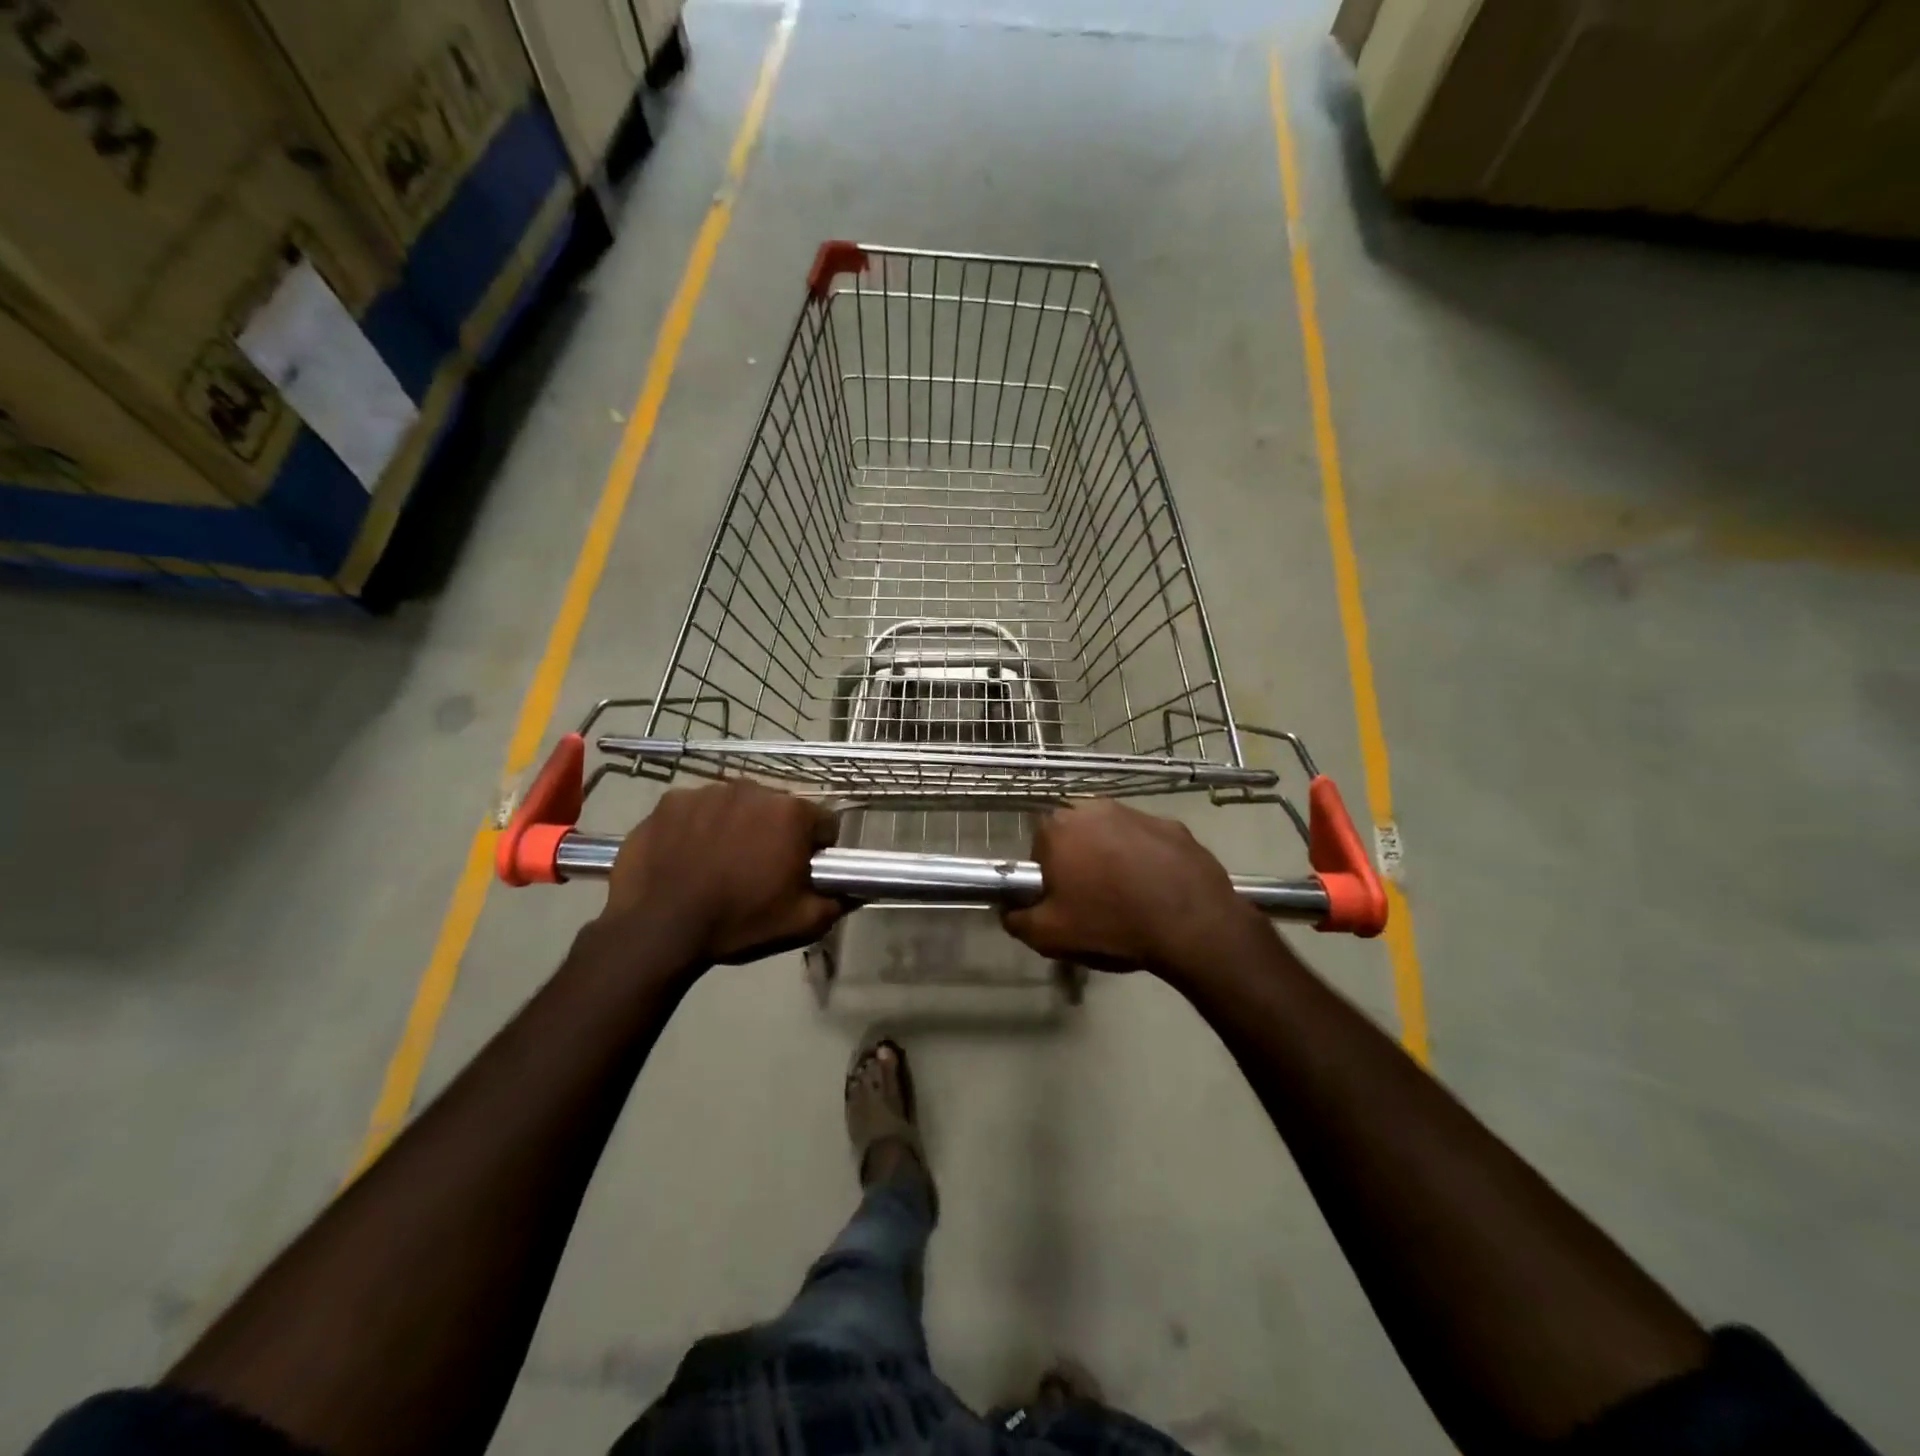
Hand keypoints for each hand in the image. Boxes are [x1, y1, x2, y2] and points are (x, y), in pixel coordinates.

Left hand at [602, 782, 843, 964]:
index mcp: (791, 813)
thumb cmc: (738, 923)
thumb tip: (856, 890)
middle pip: (777, 810)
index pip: (823, 823)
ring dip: (736, 827)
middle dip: (774, 834)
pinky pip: (695, 809)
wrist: (657, 929)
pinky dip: (696, 827)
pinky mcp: (669, 801)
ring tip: (717, 864)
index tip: (800, 873)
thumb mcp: (801, 923)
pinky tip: (686, 856)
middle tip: (757, 871)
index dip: (817, 850)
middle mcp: (753, 790)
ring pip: (736, 806)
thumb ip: (837, 901)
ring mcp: (707, 791)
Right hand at [1002, 800, 1261, 973]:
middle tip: (1094, 900)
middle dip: (1081, 861)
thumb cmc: (1111, 924)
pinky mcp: (1174, 826)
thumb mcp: (1049, 935)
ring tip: (1130, 898)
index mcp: (1059, 828)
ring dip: (1115, 858)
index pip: (1039, 847)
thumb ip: (1017, 919)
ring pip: (1114, 836)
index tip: (1062, 901)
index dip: (1048, 876)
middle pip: (1077, 836)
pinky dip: (1150, 861)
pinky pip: (1150, 843)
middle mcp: (1095, 808)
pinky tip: (1159, 891)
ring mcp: (1139, 813)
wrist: (1192, 926)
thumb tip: (1009, 910)